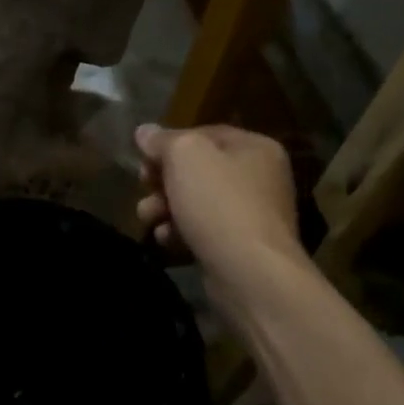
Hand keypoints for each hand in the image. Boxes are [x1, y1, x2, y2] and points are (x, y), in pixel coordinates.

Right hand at [135, 124, 303, 294]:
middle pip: (198, 170)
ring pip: (196, 202)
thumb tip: (145, 132)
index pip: (204, 134)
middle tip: (143, 188)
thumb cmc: (219, 203)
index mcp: (255, 147)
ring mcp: (252, 215)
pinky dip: (181, 233)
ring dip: (165, 207)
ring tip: (148, 218)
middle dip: (163, 180)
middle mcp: (259, 177)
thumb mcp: (184, 156)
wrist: (249, 273)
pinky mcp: (240, 248)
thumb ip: (162, 140)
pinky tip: (166, 240)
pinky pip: (203, 231)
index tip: (143, 160)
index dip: (169, 144)